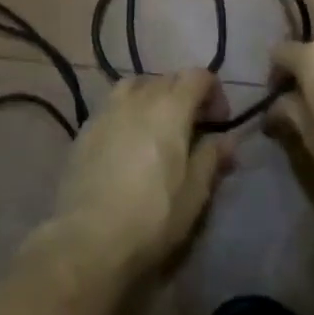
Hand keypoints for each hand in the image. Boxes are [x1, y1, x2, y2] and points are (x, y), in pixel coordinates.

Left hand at [48, 69, 232, 281]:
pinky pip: (113, 105)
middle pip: (168, 79)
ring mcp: (107, 109)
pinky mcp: (85, 128)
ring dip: (154, 98)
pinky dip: (128, 112)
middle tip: (193, 130)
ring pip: (136, 85)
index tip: (219, 123)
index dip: (214, 92)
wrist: (87, 238)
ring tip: (158, 129)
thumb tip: (227, 139)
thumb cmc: (152, 217)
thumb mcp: (194, 193)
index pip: (198, 76)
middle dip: (186, 96)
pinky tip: (128, 142)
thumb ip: (211, 158)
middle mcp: (138, 97)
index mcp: (170, 108)